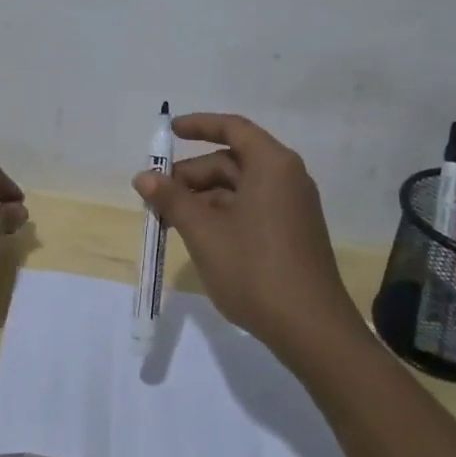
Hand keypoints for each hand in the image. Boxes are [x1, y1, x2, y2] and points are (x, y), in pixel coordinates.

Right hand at [134, 113, 357, 359]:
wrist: (312, 331)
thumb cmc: (256, 271)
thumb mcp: (205, 233)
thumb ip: (172, 199)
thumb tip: (143, 176)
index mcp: (272, 165)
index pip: (232, 128)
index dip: (199, 125)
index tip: (169, 132)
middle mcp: (286, 177)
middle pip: (232, 161)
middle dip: (192, 175)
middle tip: (157, 196)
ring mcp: (292, 206)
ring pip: (239, 187)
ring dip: (203, 198)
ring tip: (170, 221)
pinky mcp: (293, 232)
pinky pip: (252, 207)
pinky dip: (222, 213)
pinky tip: (198, 236)